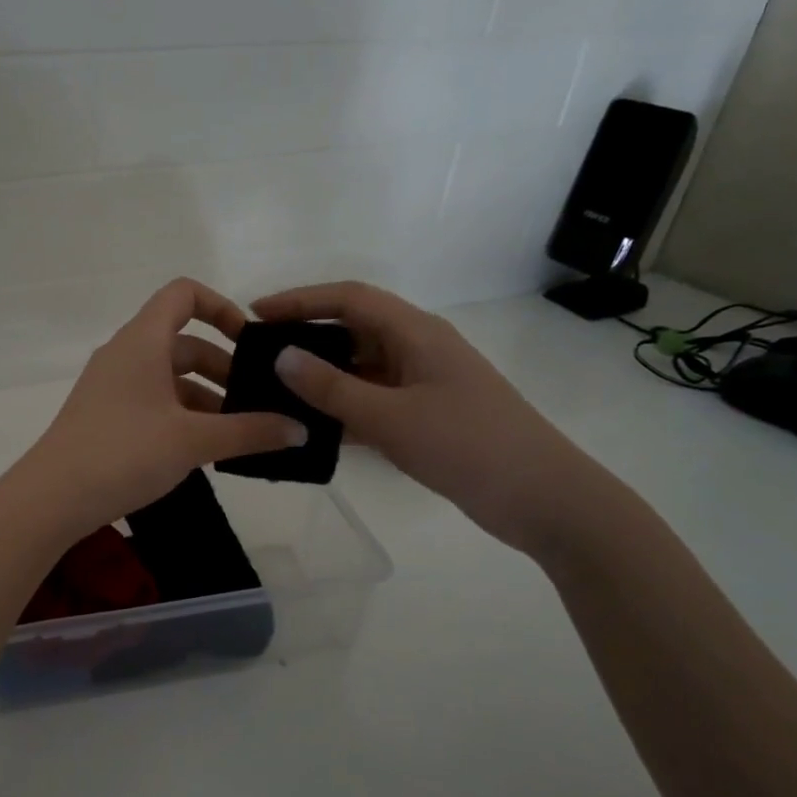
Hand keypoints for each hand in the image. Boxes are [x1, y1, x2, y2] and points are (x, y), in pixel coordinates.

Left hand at [3, 279, 307, 544]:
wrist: (52, 498)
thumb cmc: (124, 453)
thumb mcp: (193, 441)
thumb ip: (250, 432)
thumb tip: (300, 430)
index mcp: (143, 341)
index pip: (183, 294)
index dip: (221, 307)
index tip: (250, 342)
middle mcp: (125, 354)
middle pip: (183, 342)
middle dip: (224, 367)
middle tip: (257, 402)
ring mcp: (112, 386)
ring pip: (169, 377)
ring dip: (206, 397)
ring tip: (238, 433)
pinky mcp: (105, 416)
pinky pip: (153, 401)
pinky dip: (182, 415)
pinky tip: (203, 450)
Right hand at [251, 281, 605, 556]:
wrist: (541, 497)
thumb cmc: (468, 445)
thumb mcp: (391, 417)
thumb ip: (333, 388)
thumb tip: (281, 357)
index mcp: (416, 333)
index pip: (350, 299)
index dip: (301, 300)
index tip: (256, 313)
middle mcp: (417, 349)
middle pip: (353, 329)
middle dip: (306, 335)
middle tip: (258, 354)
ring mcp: (422, 385)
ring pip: (361, 368)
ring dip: (321, 375)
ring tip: (273, 390)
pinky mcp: (424, 417)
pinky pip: (372, 400)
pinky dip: (341, 407)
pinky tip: (310, 425)